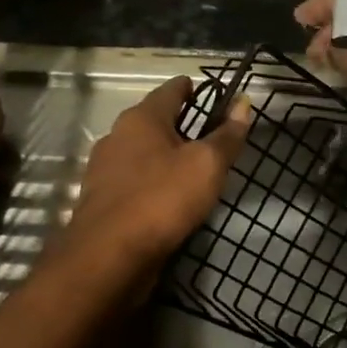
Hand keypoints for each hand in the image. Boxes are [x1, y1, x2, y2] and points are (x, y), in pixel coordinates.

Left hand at [66, 77, 249, 265]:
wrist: (109, 258)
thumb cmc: (162, 199)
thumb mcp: (207, 165)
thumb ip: (227, 135)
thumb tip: (244, 103)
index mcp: (141, 118)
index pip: (172, 89)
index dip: (196, 90)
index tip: (218, 99)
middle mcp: (117, 136)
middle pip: (156, 120)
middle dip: (183, 126)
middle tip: (214, 139)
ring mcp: (105, 170)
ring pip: (144, 153)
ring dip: (167, 157)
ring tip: (196, 172)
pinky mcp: (102, 201)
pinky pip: (135, 182)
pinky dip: (154, 183)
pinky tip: (170, 200)